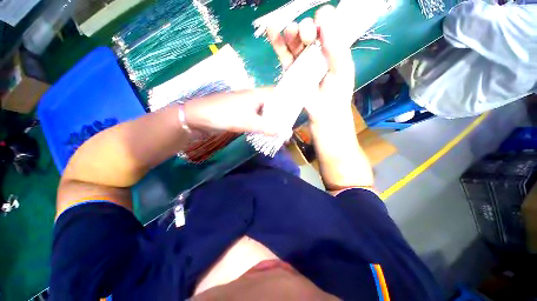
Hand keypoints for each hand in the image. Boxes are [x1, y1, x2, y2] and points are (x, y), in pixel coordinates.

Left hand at [183, 88, 282, 134]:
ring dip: (273, 121)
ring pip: (265, 112)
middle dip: (282, 114)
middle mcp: (254, 98)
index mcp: (257, 94)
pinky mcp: (241, 114)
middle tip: (291, 125)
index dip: (288, 101)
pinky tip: (268, 131)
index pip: (278, 93)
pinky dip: (263, 125)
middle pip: (272, 104)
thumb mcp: (248, 122)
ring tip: (282, 130)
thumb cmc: (224, 114)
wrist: (198, 117)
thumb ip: (267, 127)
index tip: (296, 111)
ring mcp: (247, 106)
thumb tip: (287, 133)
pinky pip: (257, 118)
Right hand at [266, 5, 354, 123]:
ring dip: (291, 33)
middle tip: (307, 35)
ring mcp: (301, 59)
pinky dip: (277, 42)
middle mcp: (316, 50)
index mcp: (332, 46)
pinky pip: (283, 54)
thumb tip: (325, 19)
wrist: (323, 112)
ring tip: (291, 32)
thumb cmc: (336, 93)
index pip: (326, 25)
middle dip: (306, 29)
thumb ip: (336, 47)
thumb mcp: (342, 69)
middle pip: (308, 30)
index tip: (320, 23)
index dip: (322, 21)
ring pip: (294, 41)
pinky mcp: (290, 69)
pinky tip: (271, 30)